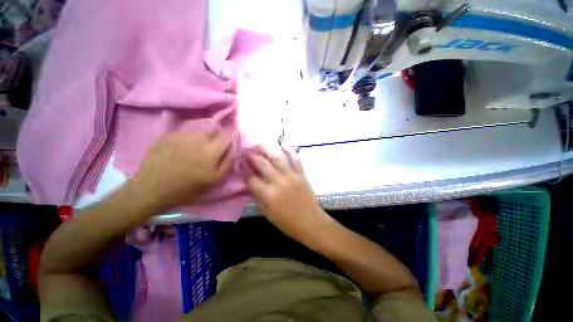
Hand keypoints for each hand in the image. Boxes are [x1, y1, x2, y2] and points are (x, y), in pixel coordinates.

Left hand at [130, 130, 232, 212]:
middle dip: (218, 134)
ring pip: (199, 128)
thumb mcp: (214, 181)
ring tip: (198, 147)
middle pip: (214, 128)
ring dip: (204, 135)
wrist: (151, 190)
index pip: (227, 135)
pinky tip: (184, 147)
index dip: (231, 136)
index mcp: (211, 151)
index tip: (230, 142)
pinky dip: (190, 136)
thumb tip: (235, 150)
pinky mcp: (167, 135)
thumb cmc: (187, 188)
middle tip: (214, 146)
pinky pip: (185, 131)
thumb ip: (227, 163)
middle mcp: (197, 138)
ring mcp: (181, 135)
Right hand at [245, 148, 330, 241]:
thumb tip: (249, 182)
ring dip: (267, 149)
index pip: (251, 179)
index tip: (240, 166)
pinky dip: (289, 149)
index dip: (244, 172)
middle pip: (262, 164)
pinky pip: (295, 158)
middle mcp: (278, 182)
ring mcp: (291, 176)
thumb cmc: (286, 221)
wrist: (309, 221)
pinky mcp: (301, 173)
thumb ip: (257, 196)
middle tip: (246, 151)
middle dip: (252, 156)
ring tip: (259, 145)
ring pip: (277, 158)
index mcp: (268, 194)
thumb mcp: (267, 212)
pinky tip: (282, 143)